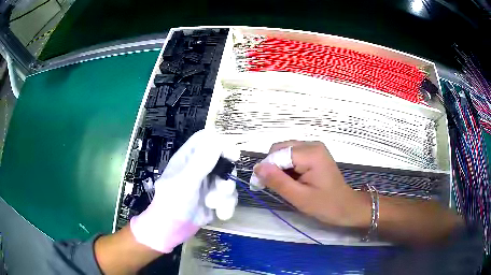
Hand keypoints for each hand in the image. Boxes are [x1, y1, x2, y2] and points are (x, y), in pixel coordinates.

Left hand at [130, 130, 238, 252]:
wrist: (172, 231)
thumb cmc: (172, 204)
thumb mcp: (185, 182)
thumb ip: (201, 162)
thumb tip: (218, 139)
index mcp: (188, 158)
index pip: (206, 139)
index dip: (220, 143)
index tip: (231, 155)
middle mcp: (200, 168)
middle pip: (223, 160)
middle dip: (225, 176)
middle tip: (222, 188)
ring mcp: (209, 184)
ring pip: (228, 180)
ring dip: (224, 195)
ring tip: (212, 205)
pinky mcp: (216, 199)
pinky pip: (230, 197)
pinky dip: (227, 206)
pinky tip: (220, 215)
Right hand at [253, 141, 370, 227]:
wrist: (347, 207)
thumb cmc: (326, 205)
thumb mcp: (299, 197)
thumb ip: (278, 181)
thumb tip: (257, 167)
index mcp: (311, 153)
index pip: (278, 154)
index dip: (267, 169)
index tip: (261, 186)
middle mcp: (312, 144)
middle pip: (280, 149)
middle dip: (273, 167)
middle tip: (273, 187)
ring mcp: (314, 148)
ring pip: (284, 152)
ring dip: (279, 168)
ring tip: (285, 185)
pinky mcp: (314, 153)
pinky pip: (292, 155)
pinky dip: (287, 167)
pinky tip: (292, 180)